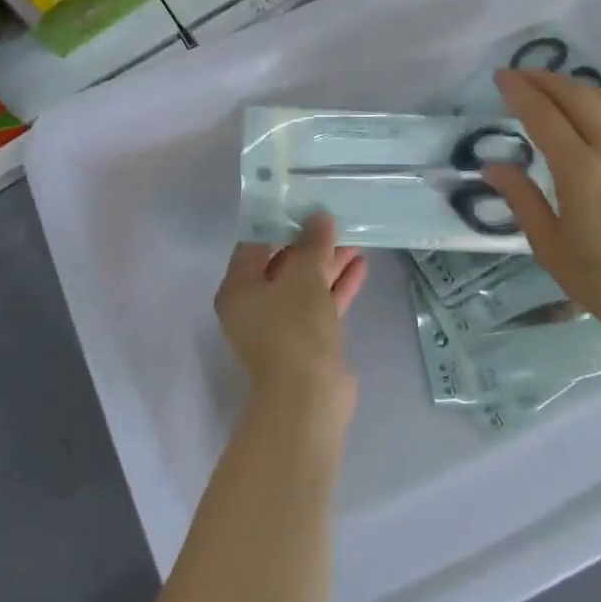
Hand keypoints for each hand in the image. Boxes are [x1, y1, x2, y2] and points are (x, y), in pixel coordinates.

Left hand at [215, 214, 367, 425]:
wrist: (309, 396)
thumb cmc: (295, 327)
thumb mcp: (304, 275)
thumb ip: (312, 243)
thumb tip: (319, 218)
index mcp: (239, 288)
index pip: (254, 244)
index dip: (279, 223)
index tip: (304, 204)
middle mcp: (254, 305)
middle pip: (282, 264)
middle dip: (311, 244)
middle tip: (335, 220)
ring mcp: (281, 326)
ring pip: (305, 285)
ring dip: (328, 264)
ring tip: (355, 239)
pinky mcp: (306, 341)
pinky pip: (320, 305)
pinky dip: (337, 287)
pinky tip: (361, 266)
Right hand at [484, 69, 600, 344]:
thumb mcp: (549, 245)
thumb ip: (521, 199)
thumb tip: (494, 166)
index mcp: (581, 172)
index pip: (543, 115)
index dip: (519, 91)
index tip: (501, 77)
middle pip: (577, 96)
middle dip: (545, 80)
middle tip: (521, 76)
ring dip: (577, 87)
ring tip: (554, 89)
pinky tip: (597, 110)